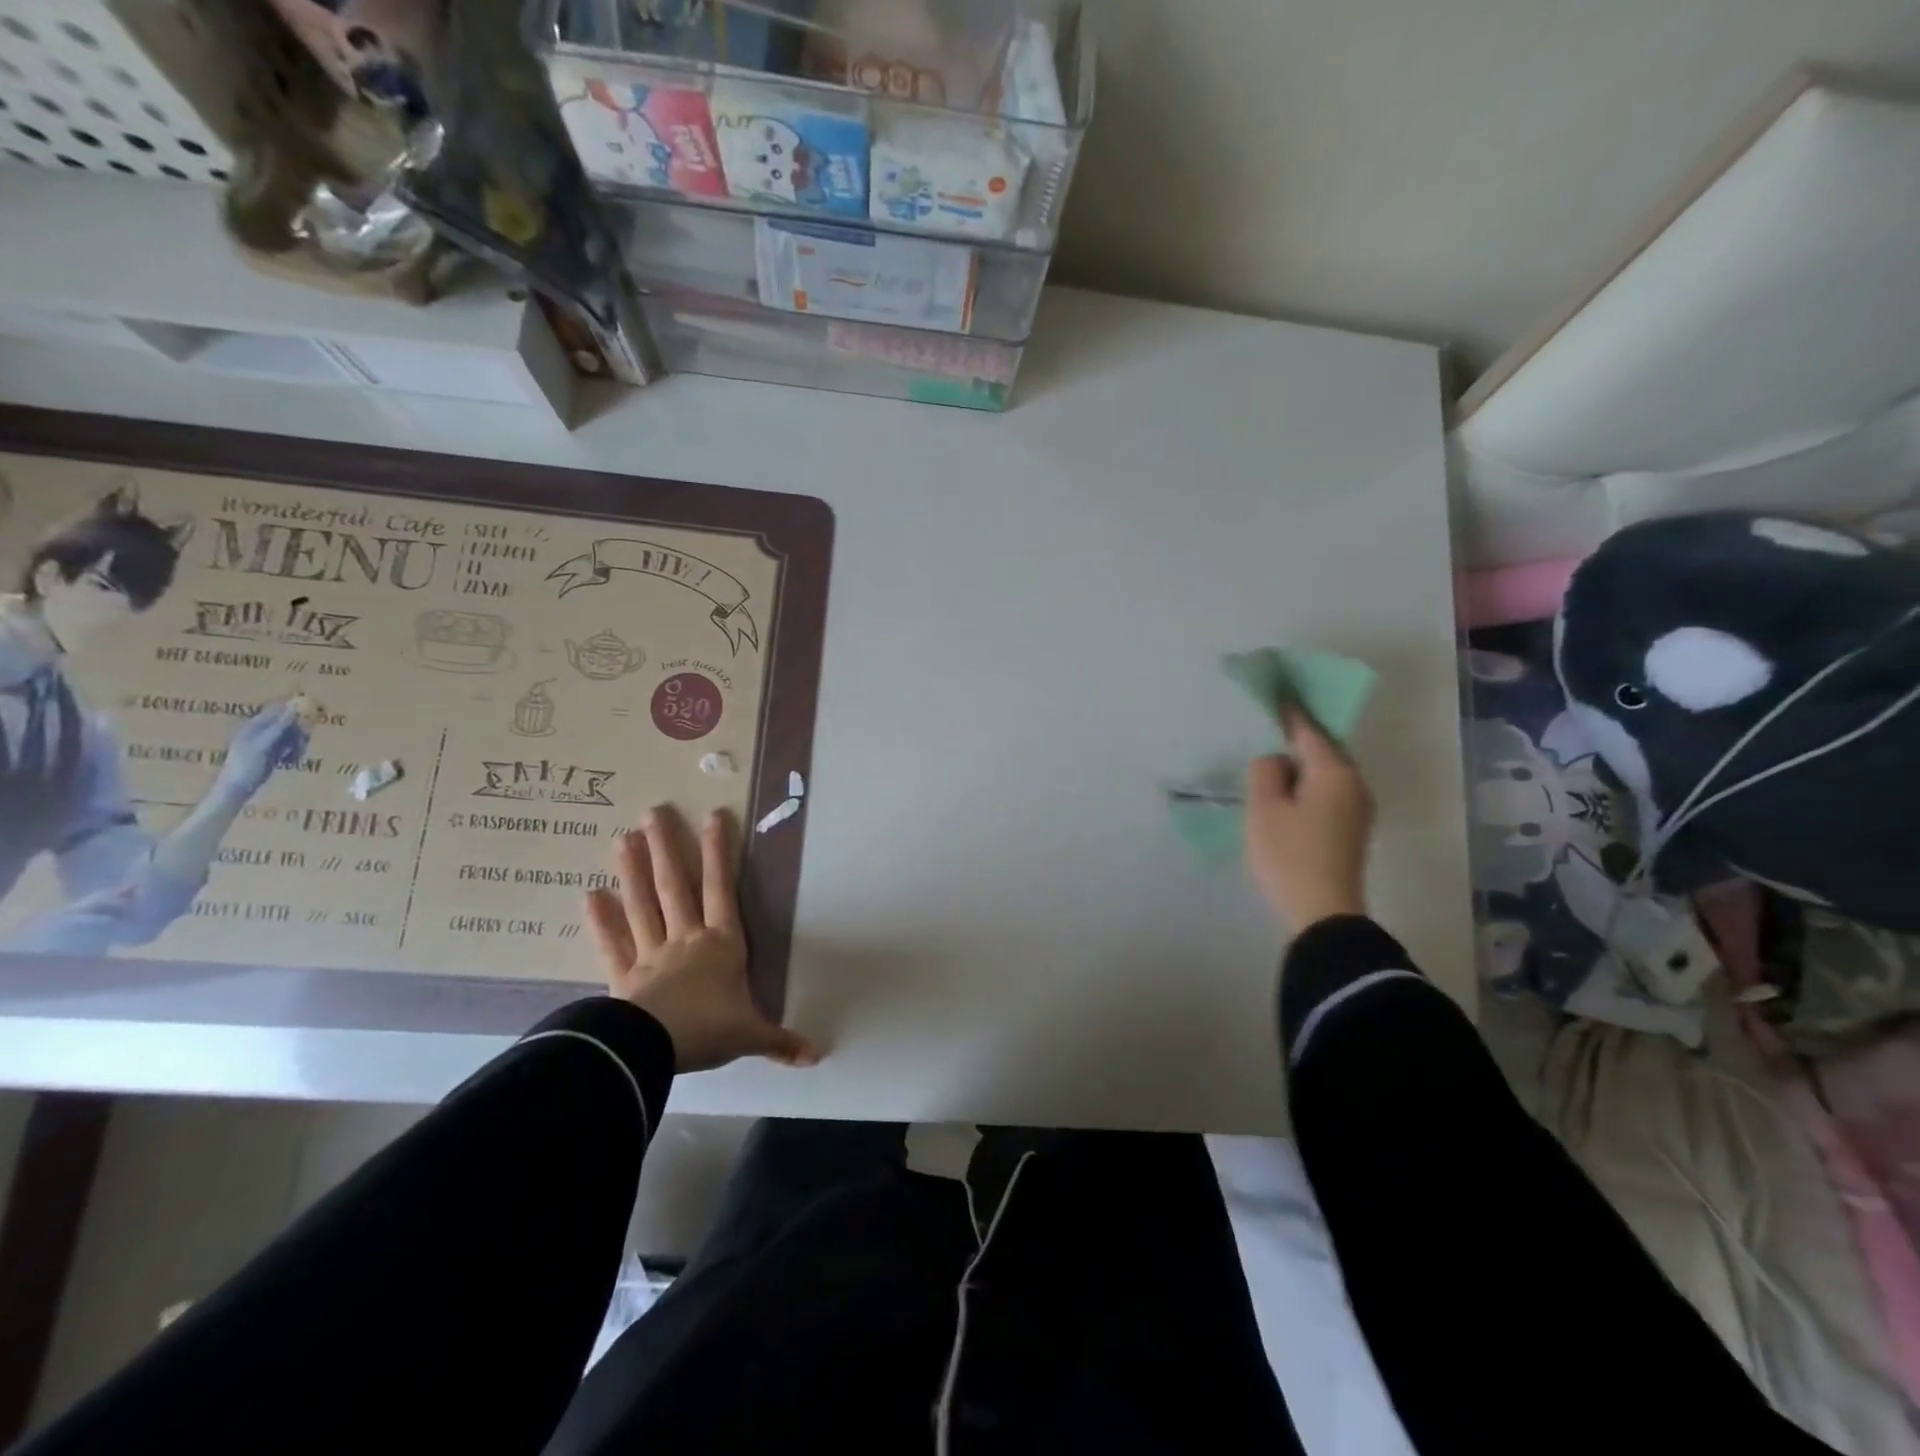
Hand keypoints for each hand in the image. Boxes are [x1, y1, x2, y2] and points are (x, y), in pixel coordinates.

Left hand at [214, 701, 308, 800]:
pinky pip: (289, 747)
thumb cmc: (247, 766)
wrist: (236, 789)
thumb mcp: (263, 745)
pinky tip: (291, 760)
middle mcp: (261, 731)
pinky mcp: (271, 754)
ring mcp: (266, 743)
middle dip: (300, 730)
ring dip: (298, 742)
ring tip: (296, 755)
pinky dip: (294, 751)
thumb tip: (294, 708)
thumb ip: (278, 727)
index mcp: (255, 726)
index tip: (316, 710)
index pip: (278, 710)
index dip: (296, 708)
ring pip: (291, 735)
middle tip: (305, 740)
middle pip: (288, 722)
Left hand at [583, 806, 818, 1073]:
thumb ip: (781, 1041)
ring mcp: (651, 954)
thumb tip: (817, 1057)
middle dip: (666, 848)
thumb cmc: (709, 1030)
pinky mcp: (623, 976)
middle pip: (675, 886)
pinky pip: (611, 944)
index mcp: (722, 944)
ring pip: (642, 905)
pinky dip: (600, 920)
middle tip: (652, 812)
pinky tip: (588, 894)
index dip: (718, 853)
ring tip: (623, 838)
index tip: (712, 817)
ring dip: (632, 871)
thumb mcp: (751, 1035)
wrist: (654, 1049)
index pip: (722, 889)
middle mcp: (686, 939)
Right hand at [1245, 708, 1374, 931]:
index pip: (1310, 730)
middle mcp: (1355, 784)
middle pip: (1323, 750)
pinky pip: (1328, 792)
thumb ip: (1265, 772)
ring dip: (1302, 765)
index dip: (1290, 711)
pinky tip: (1286, 793)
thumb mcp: (1264, 809)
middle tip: (1267, 728)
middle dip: (1297, 738)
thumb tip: (1276, 760)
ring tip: (1271, 763)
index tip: (1276, 692)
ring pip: (1325, 774)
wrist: (1323, 913)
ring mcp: (1358, 808)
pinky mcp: (1352, 829)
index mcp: (1335, 772)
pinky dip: (1307, 786)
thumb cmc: (1290, 855)